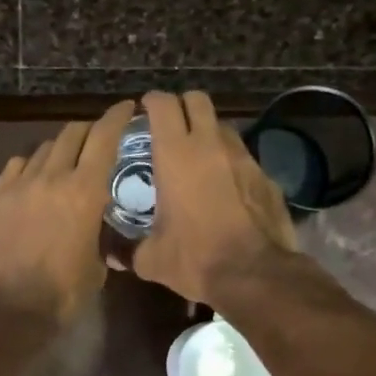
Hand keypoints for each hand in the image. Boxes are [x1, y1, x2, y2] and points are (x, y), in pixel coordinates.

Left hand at [0, 100, 134, 325]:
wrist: (9, 309)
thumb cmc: (63, 293)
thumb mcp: (97, 265)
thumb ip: (101, 235)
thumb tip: (101, 228)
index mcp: (85, 191)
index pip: (104, 138)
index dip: (116, 117)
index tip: (127, 108)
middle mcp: (52, 177)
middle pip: (72, 134)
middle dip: (89, 129)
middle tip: (98, 136)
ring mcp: (19, 185)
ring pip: (43, 148)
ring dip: (60, 148)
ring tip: (66, 159)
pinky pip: (16, 166)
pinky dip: (30, 164)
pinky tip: (33, 176)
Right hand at [132, 91, 297, 302]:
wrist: (255, 275)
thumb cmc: (195, 258)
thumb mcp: (152, 259)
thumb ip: (127, 250)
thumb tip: (110, 255)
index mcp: (176, 155)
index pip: (163, 105)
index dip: (151, 102)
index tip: (143, 111)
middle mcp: (211, 146)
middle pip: (197, 100)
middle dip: (182, 106)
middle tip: (169, 126)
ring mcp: (243, 158)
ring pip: (223, 126)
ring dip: (208, 133)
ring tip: (197, 157)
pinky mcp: (265, 176)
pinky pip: (243, 157)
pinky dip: (230, 163)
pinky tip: (224, 188)